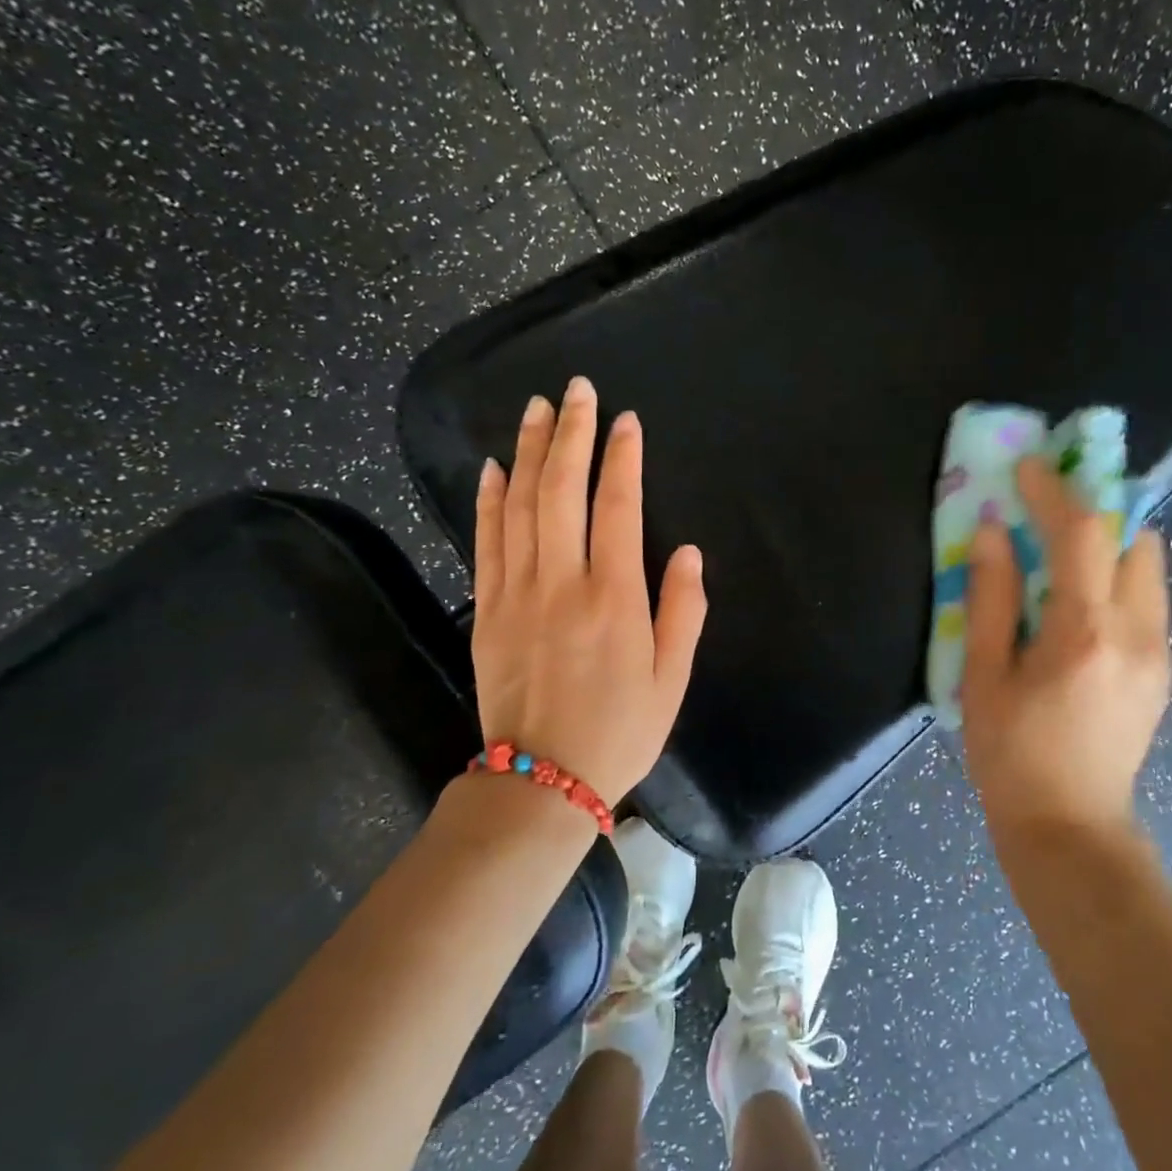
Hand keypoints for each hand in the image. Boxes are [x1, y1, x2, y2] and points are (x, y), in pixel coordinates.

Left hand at [471, 376, 707, 804]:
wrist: (541, 781)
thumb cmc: (620, 731)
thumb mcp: (672, 680)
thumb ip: (683, 611)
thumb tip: (685, 551)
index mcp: (614, 598)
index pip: (616, 506)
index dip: (621, 458)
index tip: (626, 421)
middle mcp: (561, 583)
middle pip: (562, 490)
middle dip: (571, 433)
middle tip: (576, 389)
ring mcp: (516, 593)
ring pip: (520, 505)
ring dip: (529, 452)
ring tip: (536, 409)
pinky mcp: (486, 610)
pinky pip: (486, 541)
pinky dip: (489, 500)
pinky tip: (495, 467)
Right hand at [960, 456, 1171, 837]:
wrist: (1070, 826)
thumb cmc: (1011, 753)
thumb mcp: (983, 677)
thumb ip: (990, 600)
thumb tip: (990, 533)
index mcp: (1084, 633)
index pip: (1081, 534)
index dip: (1053, 491)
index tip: (1026, 467)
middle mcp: (1138, 631)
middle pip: (1134, 537)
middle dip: (1095, 510)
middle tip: (1048, 509)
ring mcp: (1160, 651)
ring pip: (1148, 566)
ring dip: (1109, 543)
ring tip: (1062, 554)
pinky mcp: (1163, 668)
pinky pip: (1147, 598)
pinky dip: (1117, 578)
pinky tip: (1077, 605)